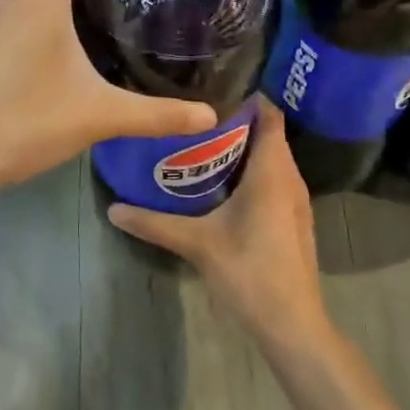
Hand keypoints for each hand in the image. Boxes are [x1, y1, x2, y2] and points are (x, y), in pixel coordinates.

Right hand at [108, 96, 328, 342]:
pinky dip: (250, 172)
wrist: (291, 322)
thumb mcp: (196, 243)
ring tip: (200, 143)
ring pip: (271, 159)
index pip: (269, 114)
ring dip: (242, 149)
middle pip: (268, 134)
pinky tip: (219, 184)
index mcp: (272, 172)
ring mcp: (295, 200)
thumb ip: (154, 223)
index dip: (245, 97)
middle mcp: (290, 178)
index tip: (210, 87)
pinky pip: (274, 179)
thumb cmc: (249, 271)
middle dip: (234, 122)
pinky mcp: (293, 219)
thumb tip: (113, 208)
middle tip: (193, 115)